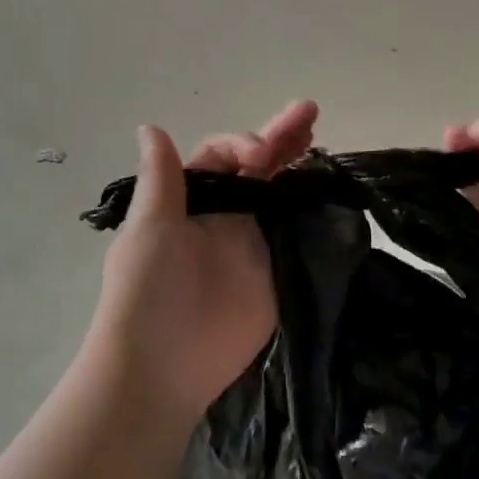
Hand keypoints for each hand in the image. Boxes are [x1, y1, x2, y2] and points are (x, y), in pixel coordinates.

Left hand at [91, 100, 317, 419]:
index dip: (244, 144)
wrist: (163, 366)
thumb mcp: (148, 228)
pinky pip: (297, 236)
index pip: (223, 157)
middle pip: (258, 170)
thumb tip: (151, 127)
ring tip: (320, 136)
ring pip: (281, 197)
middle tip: (309, 111)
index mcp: (190, 203)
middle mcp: (225, 218)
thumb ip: (162, 180)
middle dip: (281, 139)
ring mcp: (254, 247)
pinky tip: (331, 190)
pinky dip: (314, 212)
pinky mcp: (277, 275)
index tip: (263, 153)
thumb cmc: (147, 292)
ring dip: (298, 167)